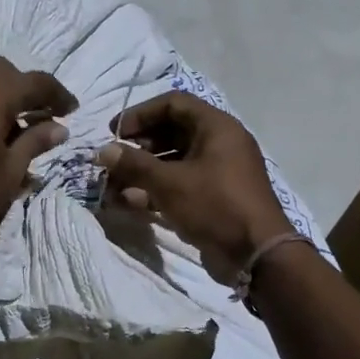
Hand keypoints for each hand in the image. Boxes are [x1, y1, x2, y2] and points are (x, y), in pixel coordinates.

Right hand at [94, 92, 294, 278]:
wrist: (255, 254)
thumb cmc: (214, 206)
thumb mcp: (169, 183)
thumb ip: (134, 164)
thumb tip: (104, 152)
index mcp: (217, 127)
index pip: (173, 104)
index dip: (141, 114)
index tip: (115, 132)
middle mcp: (220, 144)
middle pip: (172, 132)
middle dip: (139, 146)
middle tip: (115, 160)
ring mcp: (219, 172)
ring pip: (174, 162)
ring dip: (143, 171)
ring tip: (115, 185)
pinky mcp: (214, 198)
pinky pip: (181, 184)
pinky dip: (156, 190)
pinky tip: (130, 202)